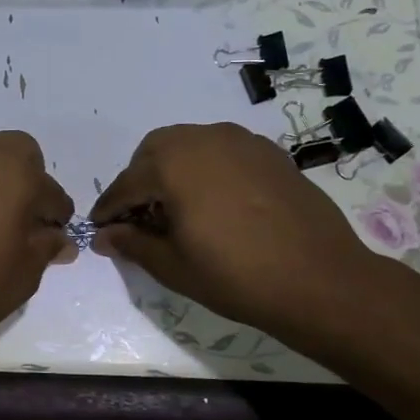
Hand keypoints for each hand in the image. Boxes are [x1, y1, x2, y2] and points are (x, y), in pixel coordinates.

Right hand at [90, 122, 378, 342]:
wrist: (320, 280)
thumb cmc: (235, 275)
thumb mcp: (173, 266)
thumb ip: (132, 243)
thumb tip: (104, 236)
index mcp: (173, 164)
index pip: (127, 184)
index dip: (109, 209)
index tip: (99, 229)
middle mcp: (204, 139)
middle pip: (155, 151)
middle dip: (140, 180)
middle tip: (140, 217)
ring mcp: (241, 142)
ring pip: (190, 144)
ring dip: (173, 170)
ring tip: (177, 209)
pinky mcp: (270, 153)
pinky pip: (223, 151)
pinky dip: (207, 169)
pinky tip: (216, 203)